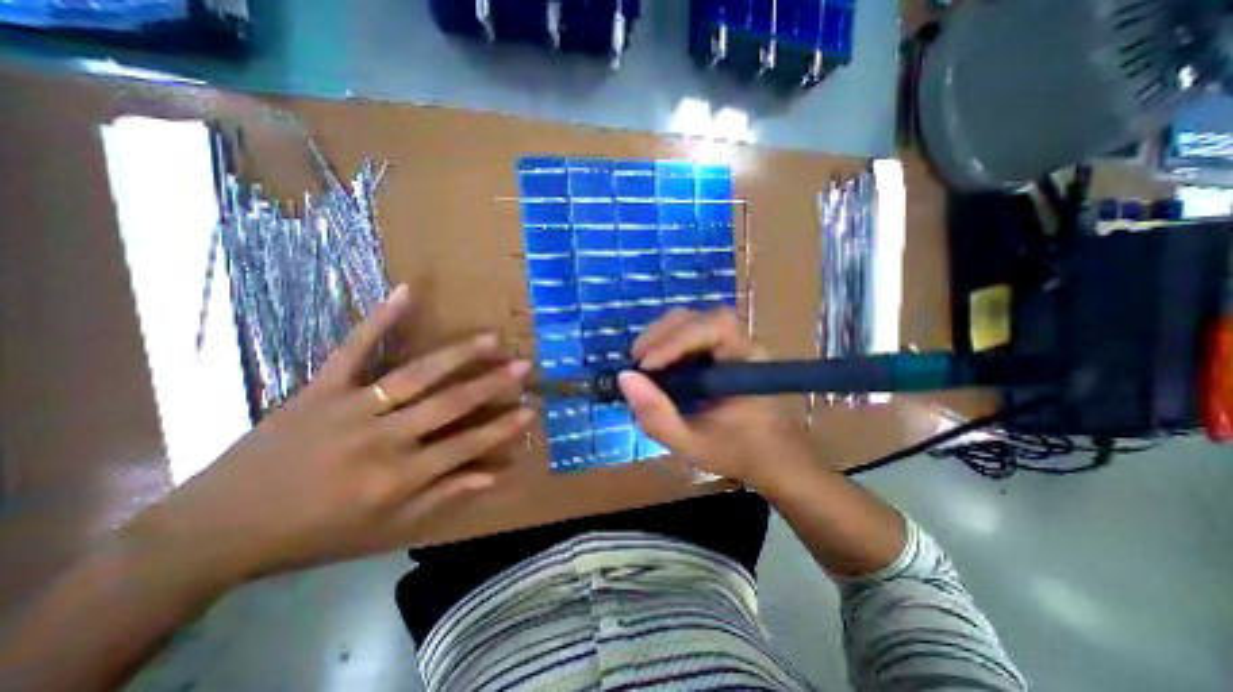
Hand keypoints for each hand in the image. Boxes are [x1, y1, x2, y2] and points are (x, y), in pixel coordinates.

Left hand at [119, 286, 534, 582]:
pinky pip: (352, 349)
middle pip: (448, 405)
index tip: (530, 409)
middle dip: (491, 384)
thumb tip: (493, 477)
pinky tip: (406, 292)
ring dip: (457, 355)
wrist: (217, 528)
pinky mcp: (320, 389)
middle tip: (523, 365)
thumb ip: (443, 496)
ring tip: (491, 339)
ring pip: (414, 375)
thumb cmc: (314, 532)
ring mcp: (349, 408)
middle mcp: (380, 439)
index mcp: (396, 478)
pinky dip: (379, 319)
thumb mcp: (385, 528)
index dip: (502, 428)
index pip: (465, 447)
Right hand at [623, 307, 814, 492]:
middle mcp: (741, 344)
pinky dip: (665, 341)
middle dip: (661, 335)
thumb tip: (625, 378)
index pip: (715, 328)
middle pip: (698, 317)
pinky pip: (688, 331)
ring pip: (691, 319)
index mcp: (746, 365)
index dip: (676, 340)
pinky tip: (655, 362)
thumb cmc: (735, 452)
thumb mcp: (690, 445)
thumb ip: (658, 417)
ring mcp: (730, 343)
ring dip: (660, 335)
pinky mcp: (719, 347)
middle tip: (637, 363)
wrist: (768, 454)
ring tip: (642, 362)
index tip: (646, 367)